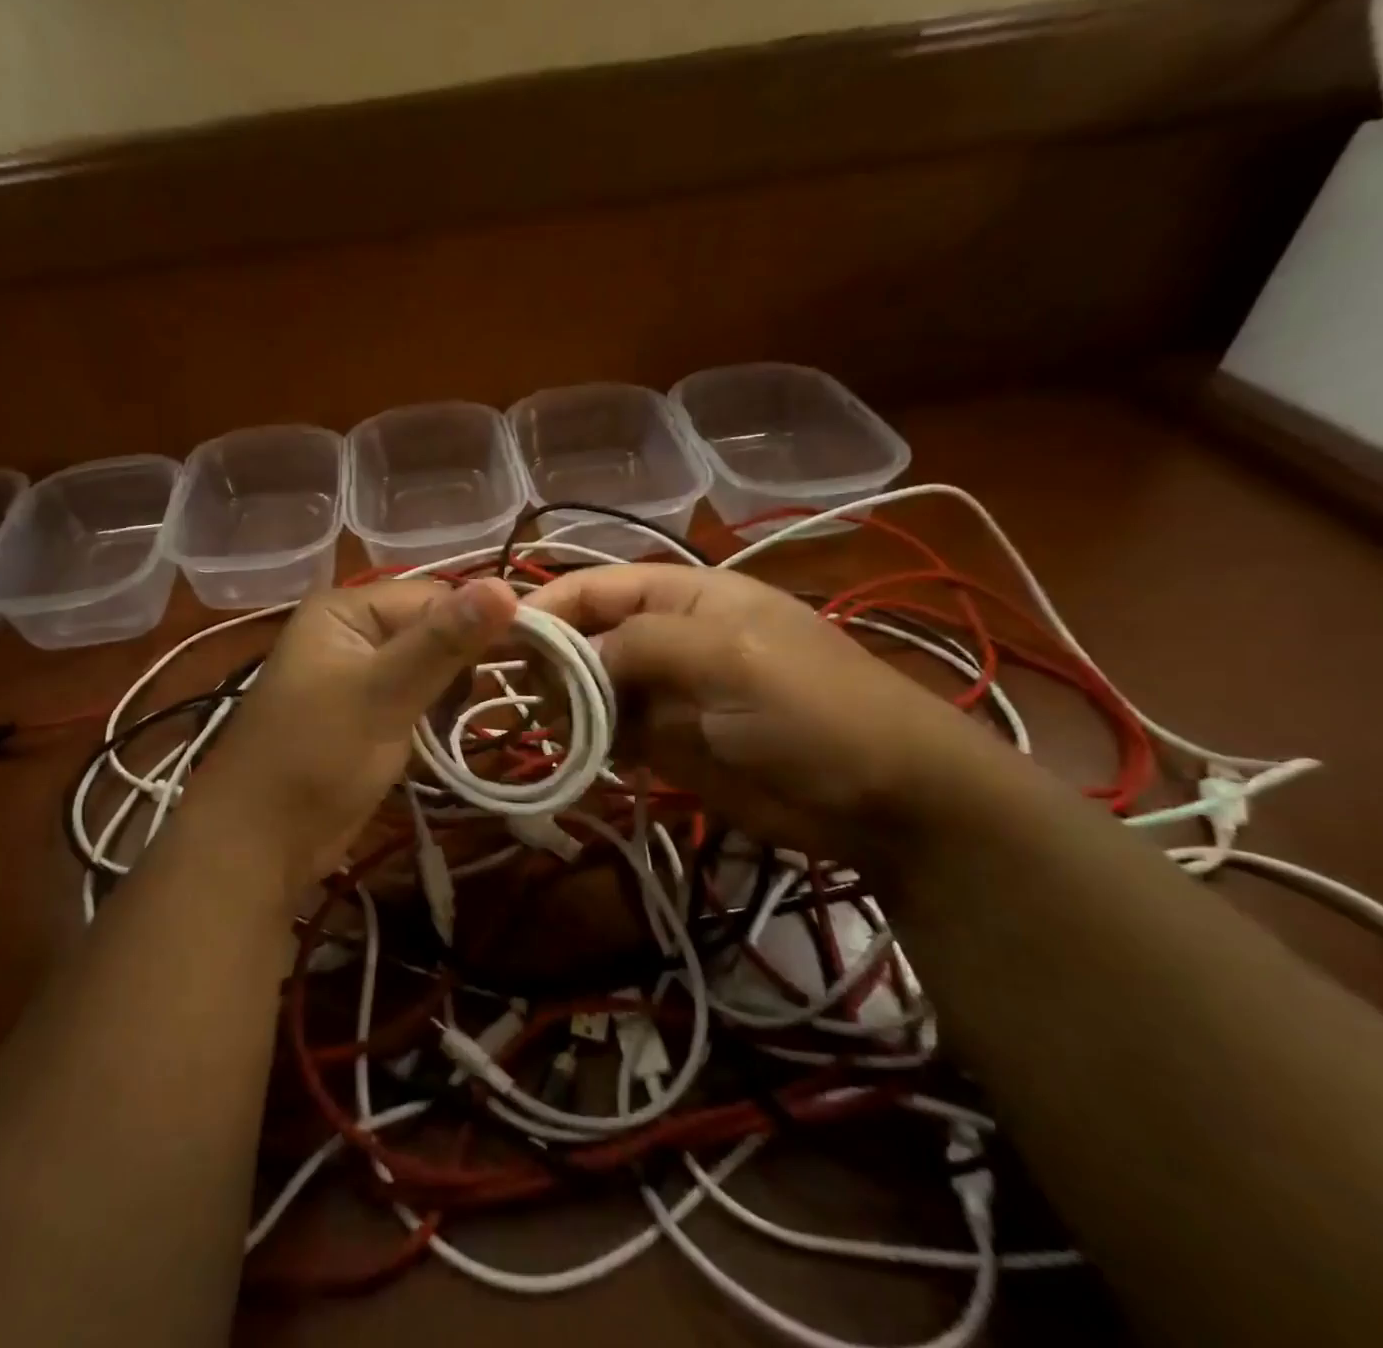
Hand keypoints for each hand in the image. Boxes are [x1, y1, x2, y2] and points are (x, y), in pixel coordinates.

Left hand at [186, 578, 518, 891]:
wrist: (259, 842)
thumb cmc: (315, 756)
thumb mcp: (382, 693)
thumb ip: (443, 642)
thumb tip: (508, 585)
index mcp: (347, 610)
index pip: (435, 596)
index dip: (480, 622)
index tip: (536, 652)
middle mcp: (352, 632)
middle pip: (433, 630)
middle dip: (466, 662)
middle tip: (504, 692)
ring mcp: (359, 675)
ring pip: (428, 667)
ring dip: (455, 691)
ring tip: (474, 716)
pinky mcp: (367, 714)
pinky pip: (416, 698)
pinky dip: (437, 713)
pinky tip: (449, 734)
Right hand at [524, 564, 1006, 855]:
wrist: (883, 797)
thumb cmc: (811, 707)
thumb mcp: (728, 655)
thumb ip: (640, 644)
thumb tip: (568, 657)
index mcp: (681, 595)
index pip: (595, 586)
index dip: (546, 605)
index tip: (498, 638)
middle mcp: (663, 637)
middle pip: (583, 637)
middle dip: (551, 663)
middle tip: (535, 701)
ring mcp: (662, 693)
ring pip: (588, 689)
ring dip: (564, 708)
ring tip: (556, 734)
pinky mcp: (664, 743)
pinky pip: (607, 734)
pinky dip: (585, 744)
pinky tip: (576, 758)